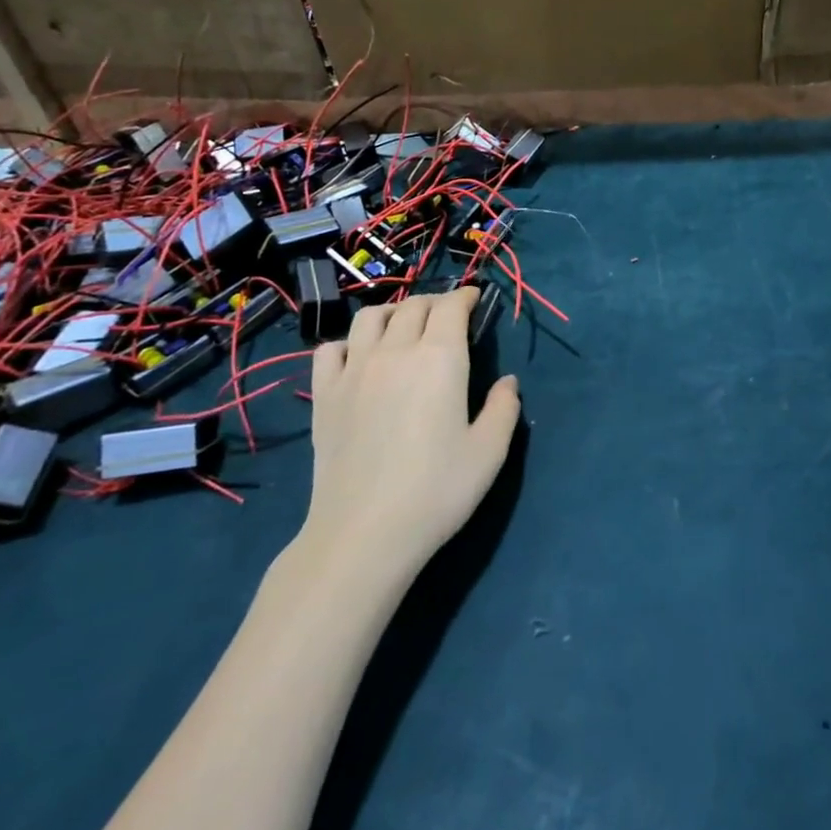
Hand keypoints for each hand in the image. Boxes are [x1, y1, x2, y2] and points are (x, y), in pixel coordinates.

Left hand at [303, 287, 521, 573]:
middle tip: (449, 316)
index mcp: (440, 357)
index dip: (466, 296)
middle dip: (435, 302)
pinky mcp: (324, 396)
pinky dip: (349, 342)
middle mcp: (395, 351)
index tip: (477, 300)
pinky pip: (330, 349)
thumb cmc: (437, 489)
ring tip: (405, 327)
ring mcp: (354, 371)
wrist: (364, 533)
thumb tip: (506, 382)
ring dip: (394, 313)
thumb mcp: (490, 451)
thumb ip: (504, 407)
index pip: (451, 306)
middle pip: (413, 306)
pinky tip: (360, 359)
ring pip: (370, 317)